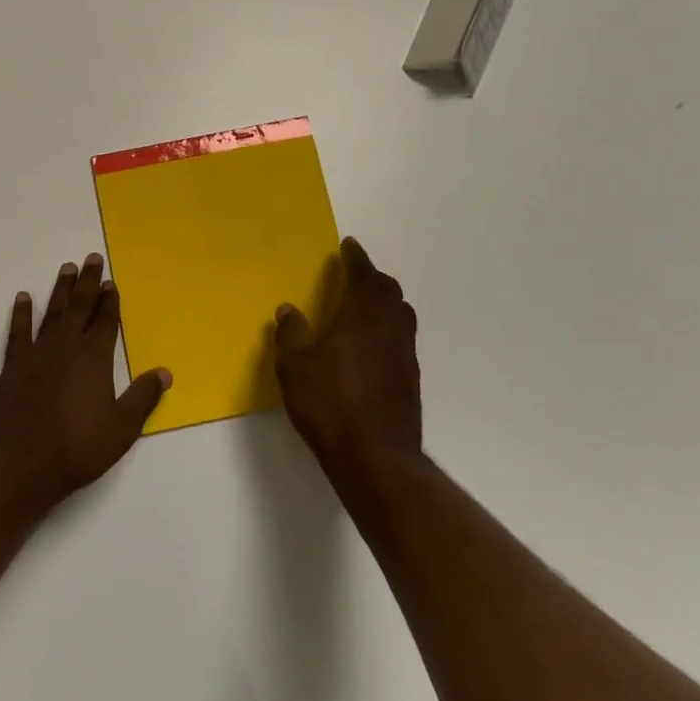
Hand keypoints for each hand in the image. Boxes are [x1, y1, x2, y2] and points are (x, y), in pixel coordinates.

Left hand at [0, 254, 170, 504]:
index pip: (105, 321)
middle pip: (79, 307)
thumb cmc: (77, 448)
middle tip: (91, 258)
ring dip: (61, 290)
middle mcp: (66, 347)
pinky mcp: (13, 366)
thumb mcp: (122, 428)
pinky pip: (18, 332)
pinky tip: (23, 298)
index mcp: (94, 358)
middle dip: (87, 282)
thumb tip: (165, 372)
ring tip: (66, 268)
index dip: (109, 301)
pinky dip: (21, 313)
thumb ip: (143, 397)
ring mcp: (37, 354)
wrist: (21, 464)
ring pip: (52, 312)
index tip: (111, 282)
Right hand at [274, 238, 423, 477]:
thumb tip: (289, 309)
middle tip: (355, 273)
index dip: (356, 258)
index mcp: (362, 316)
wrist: (376, 456)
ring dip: (385, 301)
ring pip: (400, 313)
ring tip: (365, 304)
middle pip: (388, 290)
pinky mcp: (410, 378)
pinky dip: (389, 327)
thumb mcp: (294, 367)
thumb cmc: (329, 404)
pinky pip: (402, 337)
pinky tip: (372, 343)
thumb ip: (291, 334)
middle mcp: (390, 328)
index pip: (363, 275)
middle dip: (372, 277)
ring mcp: (404, 354)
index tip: (349, 245)